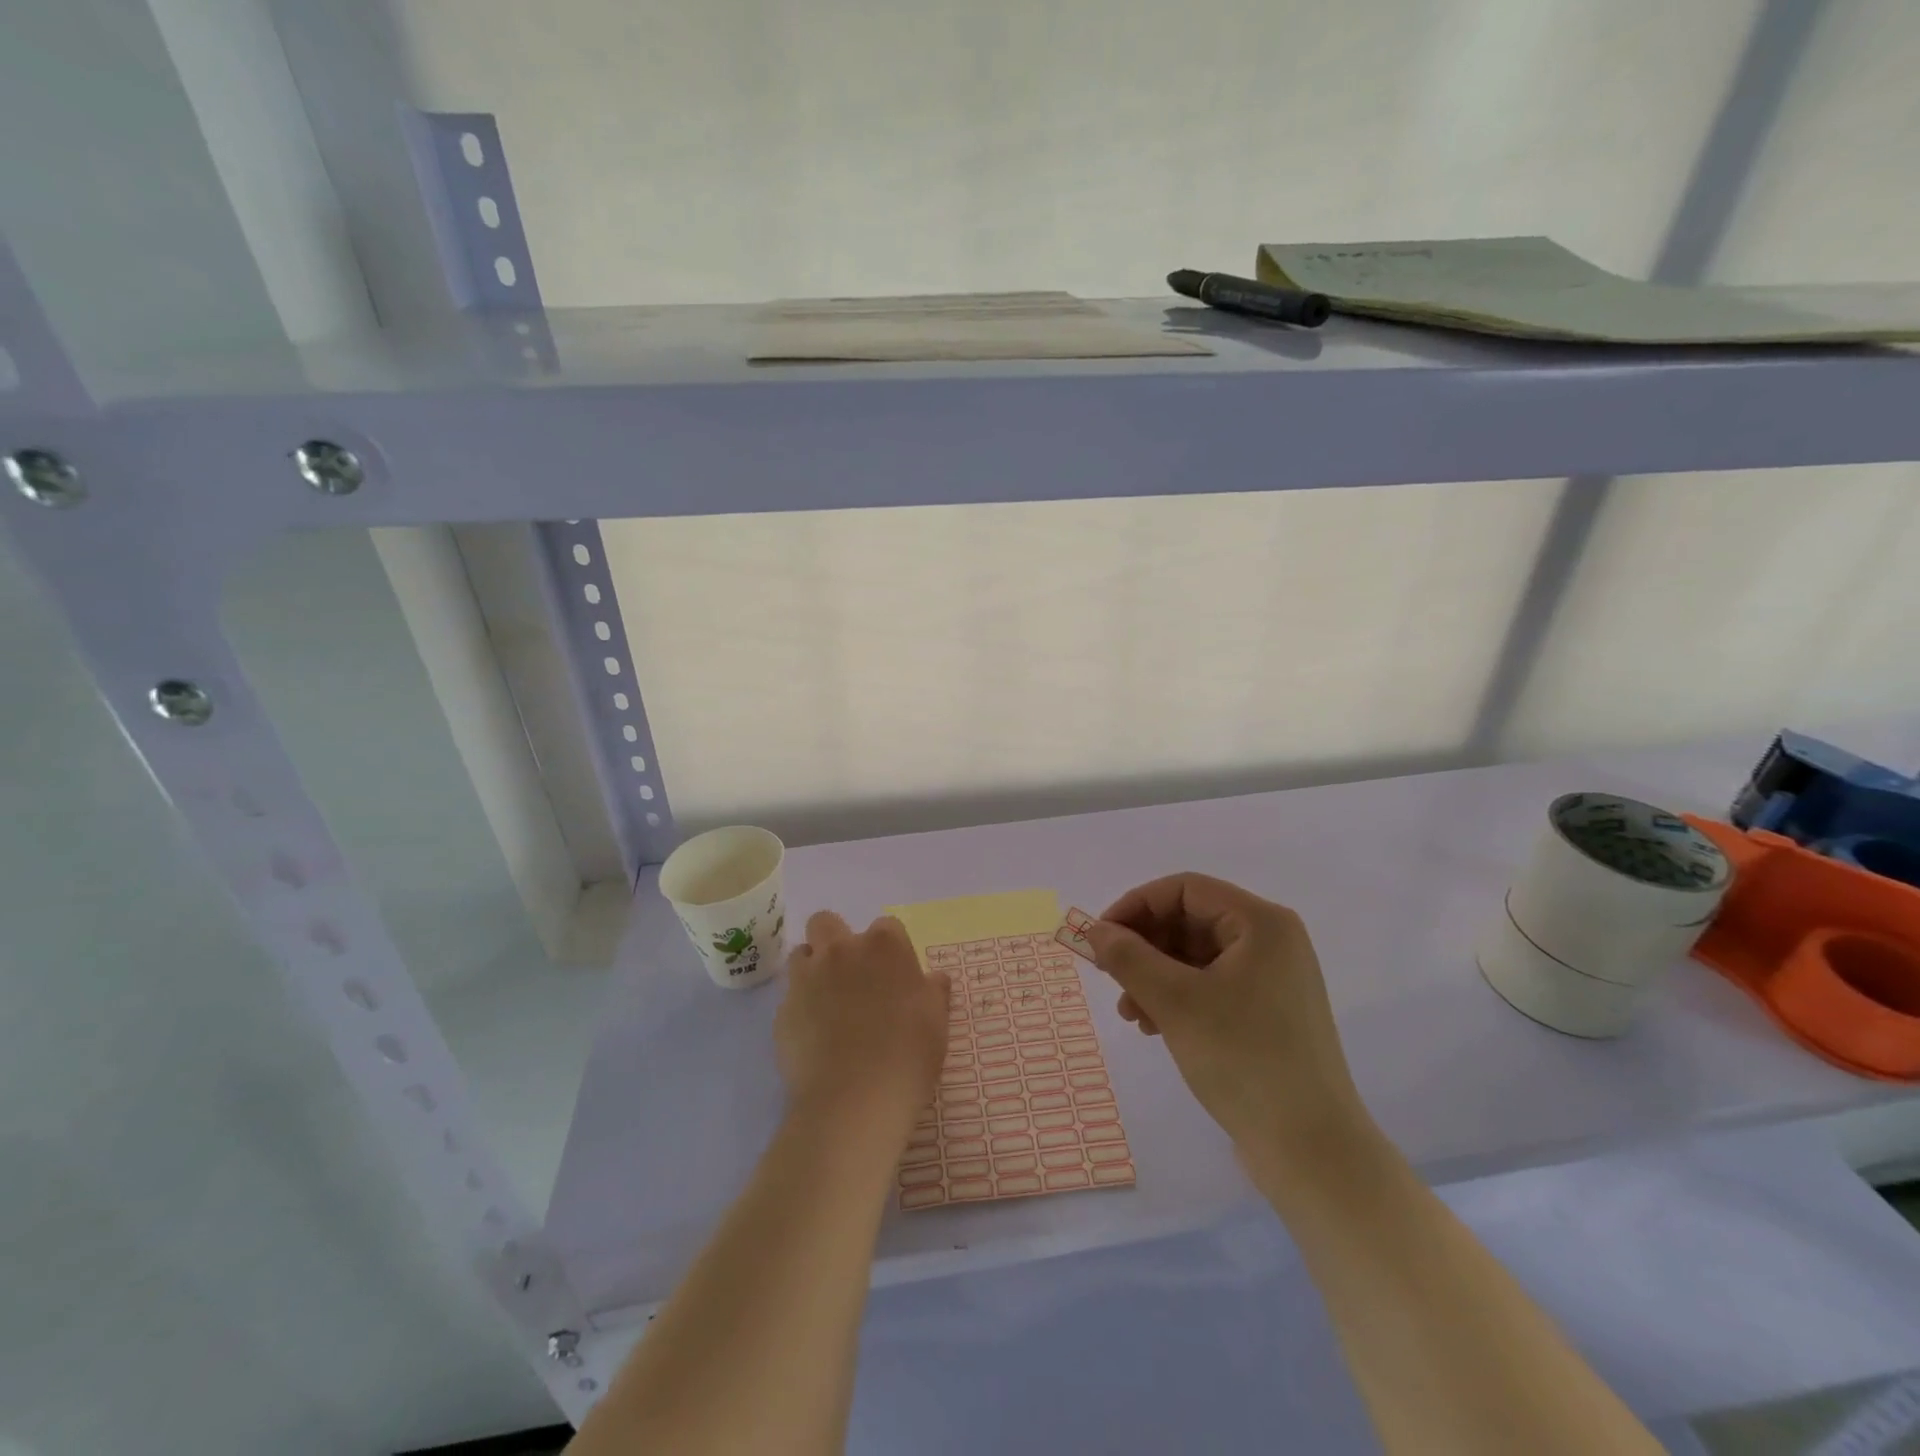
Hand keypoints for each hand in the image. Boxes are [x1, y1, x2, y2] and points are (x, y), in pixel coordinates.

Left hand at [776, 912, 951, 1142]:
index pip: (887, 926)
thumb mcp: (937, 1022)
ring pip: (802, 954)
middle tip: (850, 974)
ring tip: (827, 1001)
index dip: (890, 949)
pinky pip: (790, 997)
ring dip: (813, 968)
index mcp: (884, 946)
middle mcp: (841, 950)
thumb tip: (934, 978)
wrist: (854, 1100)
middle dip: (835, 939)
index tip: (895, 975)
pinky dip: (800, 1008)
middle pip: (827, 922)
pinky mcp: (782, 1010)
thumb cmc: (907, 1055)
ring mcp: (806, 978)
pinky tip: (814, 1036)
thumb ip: (933, 991)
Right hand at [1086, 873, 1369, 1161]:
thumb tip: (1095, 930)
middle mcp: (1271, 942)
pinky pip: (1210, 986)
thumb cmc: (1244, 1060)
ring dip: (1154, 976)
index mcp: (1261, 923)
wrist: (1312, 1151)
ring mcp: (1272, 979)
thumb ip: (1129, 957)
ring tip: (1130, 1013)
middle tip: (1110, 977)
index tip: (1100, 937)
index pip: (1184, 889)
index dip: (1136, 906)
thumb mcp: (1175, 1002)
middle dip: (1144, 947)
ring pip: (1196, 957)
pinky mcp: (1268, 1014)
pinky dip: (1177, 998)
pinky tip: (1154, 1027)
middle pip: (1190, 921)